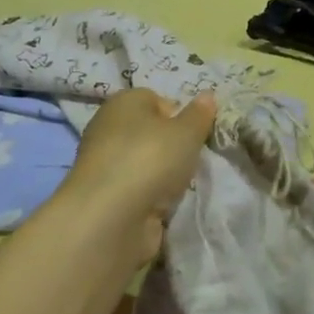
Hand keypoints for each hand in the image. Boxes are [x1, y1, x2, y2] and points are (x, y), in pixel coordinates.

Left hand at [64, 89, 217, 248]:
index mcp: (123, 103)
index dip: (178, 115)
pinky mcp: (106, 197)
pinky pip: (138, 190)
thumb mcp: (187, 132)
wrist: (111, 218)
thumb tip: (207, 96)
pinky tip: (164, 206)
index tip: (194, 134)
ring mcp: (105, 165)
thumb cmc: (150, 159)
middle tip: (191, 159)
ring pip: (145, 163)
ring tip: (180, 186)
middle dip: (173, 147)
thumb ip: (199, 115)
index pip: (154, 99)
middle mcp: (108, 128)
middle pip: (150, 133)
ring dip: (164, 175)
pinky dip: (152, 197)